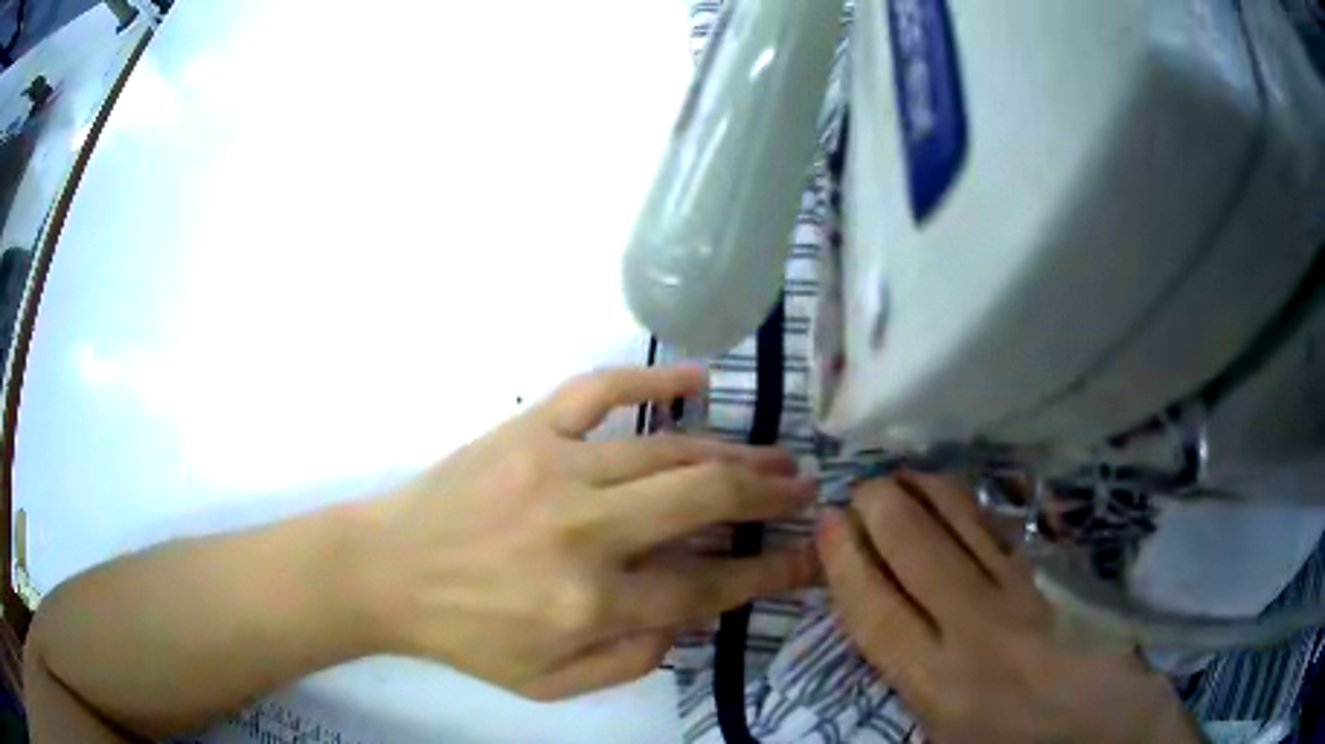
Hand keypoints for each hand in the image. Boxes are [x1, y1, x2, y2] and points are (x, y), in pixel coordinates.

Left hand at [357, 366, 817, 699]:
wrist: (386, 572)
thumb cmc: (466, 635)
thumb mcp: (548, 683)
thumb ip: (630, 660)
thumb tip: (688, 615)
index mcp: (589, 603)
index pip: (705, 586)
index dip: (768, 572)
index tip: (808, 556)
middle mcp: (583, 532)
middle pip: (702, 502)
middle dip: (765, 495)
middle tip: (801, 487)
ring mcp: (554, 468)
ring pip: (667, 449)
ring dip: (730, 452)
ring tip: (770, 455)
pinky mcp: (527, 429)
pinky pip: (599, 391)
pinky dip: (652, 379)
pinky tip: (695, 379)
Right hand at [817, 474, 1202, 743]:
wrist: (1107, 728)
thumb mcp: (947, 740)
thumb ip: (916, 688)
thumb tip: (889, 635)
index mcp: (940, 685)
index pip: (876, 611)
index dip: (846, 562)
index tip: (828, 523)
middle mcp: (976, 631)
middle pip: (917, 552)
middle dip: (880, 508)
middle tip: (860, 487)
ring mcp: (1022, 595)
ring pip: (965, 527)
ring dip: (928, 493)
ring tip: (902, 474)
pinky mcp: (1055, 578)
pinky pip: (1005, 530)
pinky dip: (974, 505)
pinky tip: (958, 491)